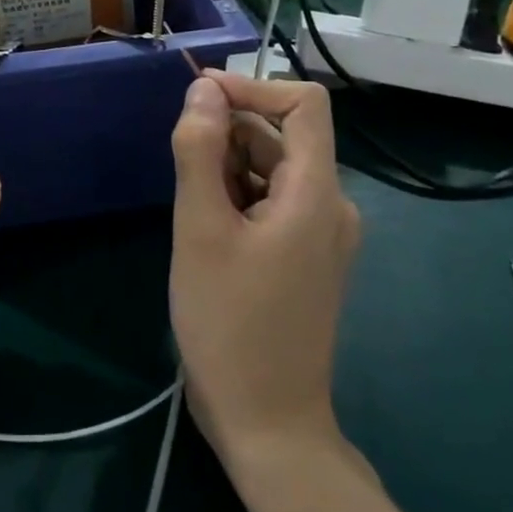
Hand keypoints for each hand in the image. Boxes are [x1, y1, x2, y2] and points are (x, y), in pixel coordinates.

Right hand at [168, 72, 359, 464]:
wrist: (267, 425)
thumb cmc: (230, 324)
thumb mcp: (201, 229)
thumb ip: (200, 151)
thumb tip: (203, 89)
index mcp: (317, 193)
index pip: (303, 103)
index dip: (252, 86)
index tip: (199, 98)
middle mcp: (331, 205)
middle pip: (282, 137)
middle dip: (228, 135)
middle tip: (181, 172)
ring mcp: (322, 234)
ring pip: (272, 170)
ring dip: (228, 169)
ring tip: (192, 212)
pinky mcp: (306, 257)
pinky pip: (273, 202)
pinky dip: (238, 197)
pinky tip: (208, 232)